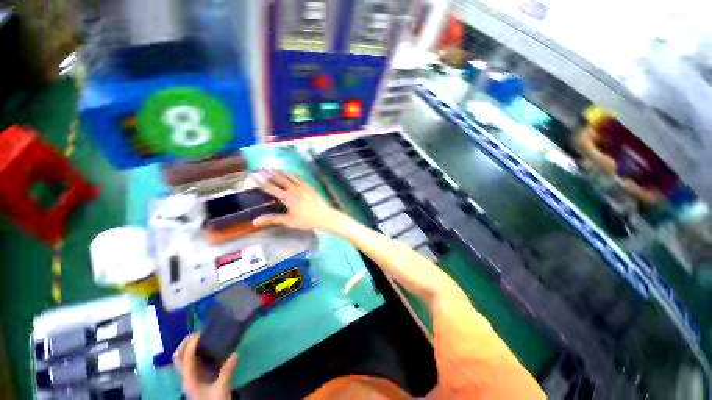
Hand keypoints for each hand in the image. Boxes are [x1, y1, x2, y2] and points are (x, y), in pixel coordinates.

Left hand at [173, 334, 237, 399]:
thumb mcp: (222, 389)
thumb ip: (227, 371)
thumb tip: (235, 353)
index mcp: (190, 380)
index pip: (186, 359)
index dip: (191, 346)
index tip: (200, 334)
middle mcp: (186, 377)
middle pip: (178, 358)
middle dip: (184, 344)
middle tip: (197, 333)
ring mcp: (189, 378)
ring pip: (181, 360)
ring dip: (187, 347)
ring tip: (200, 337)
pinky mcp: (194, 378)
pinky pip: (189, 362)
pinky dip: (193, 352)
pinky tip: (204, 349)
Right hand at [251, 170, 343, 231]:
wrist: (325, 216)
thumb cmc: (306, 220)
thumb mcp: (288, 221)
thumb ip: (272, 219)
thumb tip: (255, 221)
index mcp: (287, 197)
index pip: (270, 188)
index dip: (260, 182)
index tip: (252, 176)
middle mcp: (294, 189)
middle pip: (280, 179)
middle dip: (269, 173)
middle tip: (261, 169)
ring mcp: (303, 186)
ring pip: (289, 176)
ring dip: (280, 172)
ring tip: (273, 168)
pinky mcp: (309, 187)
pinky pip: (299, 178)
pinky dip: (292, 174)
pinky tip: (291, 173)